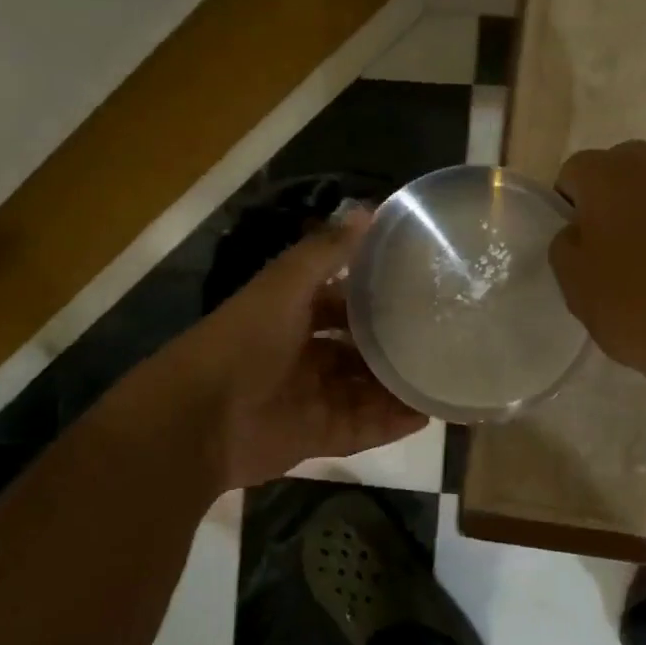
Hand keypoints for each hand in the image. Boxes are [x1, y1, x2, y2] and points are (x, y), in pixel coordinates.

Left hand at [154, 211, 426, 489]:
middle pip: (357, 350)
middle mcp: (304, 355)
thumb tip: (369, 208)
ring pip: (365, 390)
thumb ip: (326, 252)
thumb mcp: (285, 287)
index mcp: (292, 316)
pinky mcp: (316, 436)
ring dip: (399, 386)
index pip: (340, 302)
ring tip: (444, 378)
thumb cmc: (245, 342)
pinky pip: (362, 428)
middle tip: (442, 338)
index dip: (374, 296)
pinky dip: (391, 423)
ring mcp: (311, 398)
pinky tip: (426, 415)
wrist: (201, 420)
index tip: (418, 288)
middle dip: (392, 346)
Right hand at [551, 142, 645, 400]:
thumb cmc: (634, 303)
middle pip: (616, 170)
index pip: (573, 173)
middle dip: (606, 200)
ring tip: (640, 258)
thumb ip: (565, 243)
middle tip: (603, 247)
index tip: (575, 244)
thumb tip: (579, 230)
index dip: (567, 207)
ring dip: (640, 211)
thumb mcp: (573, 282)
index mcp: (608, 174)